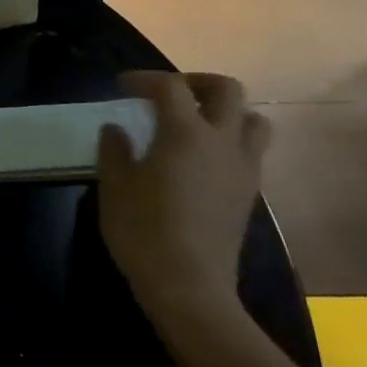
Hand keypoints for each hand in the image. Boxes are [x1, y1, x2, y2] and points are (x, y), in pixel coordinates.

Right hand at [97, 72, 270, 319]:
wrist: (190, 287)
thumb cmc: (144, 232)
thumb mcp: (115, 188)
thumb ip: (114, 151)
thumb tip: (116, 129)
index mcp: (185, 133)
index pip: (170, 87)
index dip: (146, 79)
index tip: (123, 87)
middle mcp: (222, 142)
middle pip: (227, 90)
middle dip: (197, 82)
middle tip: (169, 95)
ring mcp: (243, 169)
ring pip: (252, 120)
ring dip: (226, 111)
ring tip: (197, 123)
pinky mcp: (250, 194)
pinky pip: (250, 151)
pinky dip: (230, 141)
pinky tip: (203, 161)